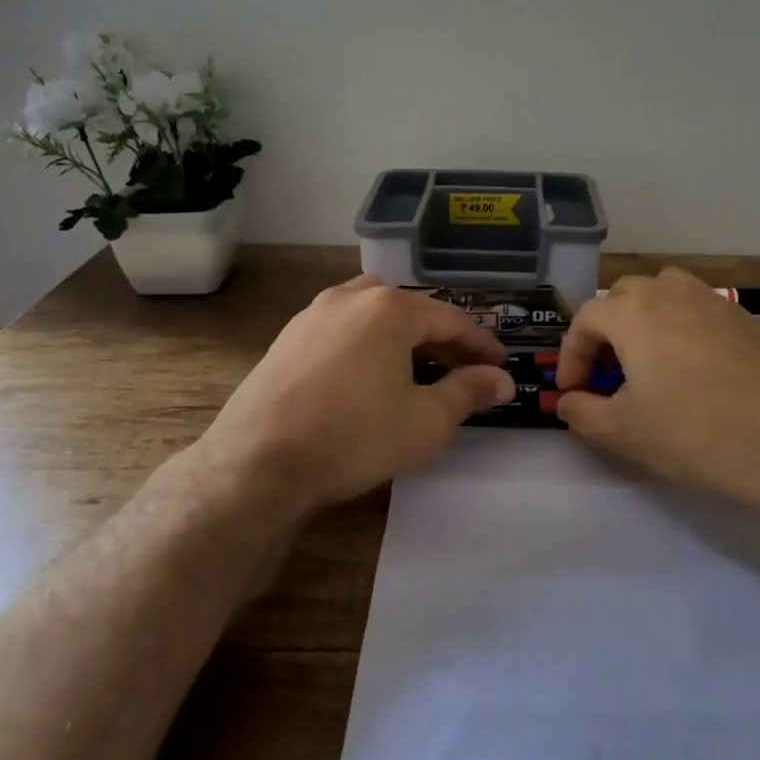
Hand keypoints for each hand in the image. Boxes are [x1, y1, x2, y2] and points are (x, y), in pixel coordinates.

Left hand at [192, 275, 514, 518]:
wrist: (257, 461)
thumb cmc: (354, 437)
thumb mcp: (425, 421)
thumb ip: (468, 393)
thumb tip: (502, 380)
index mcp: (390, 308)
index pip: (451, 319)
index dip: (481, 344)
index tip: (500, 366)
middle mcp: (351, 297)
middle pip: (411, 310)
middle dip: (442, 339)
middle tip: (463, 370)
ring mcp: (314, 314)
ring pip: (373, 314)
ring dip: (402, 337)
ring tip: (416, 368)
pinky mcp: (288, 337)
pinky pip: (342, 329)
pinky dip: (367, 344)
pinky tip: (367, 376)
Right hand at [553, 268, 759, 518]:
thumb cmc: (697, 436)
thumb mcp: (624, 433)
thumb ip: (582, 413)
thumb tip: (568, 402)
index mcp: (635, 313)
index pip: (585, 319)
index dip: (571, 355)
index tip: (571, 390)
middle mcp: (672, 293)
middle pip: (623, 296)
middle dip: (605, 331)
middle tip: (606, 373)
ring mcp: (716, 302)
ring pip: (665, 293)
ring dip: (645, 320)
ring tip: (648, 361)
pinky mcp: (749, 320)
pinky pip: (700, 310)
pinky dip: (682, 329)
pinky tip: (695, 371)